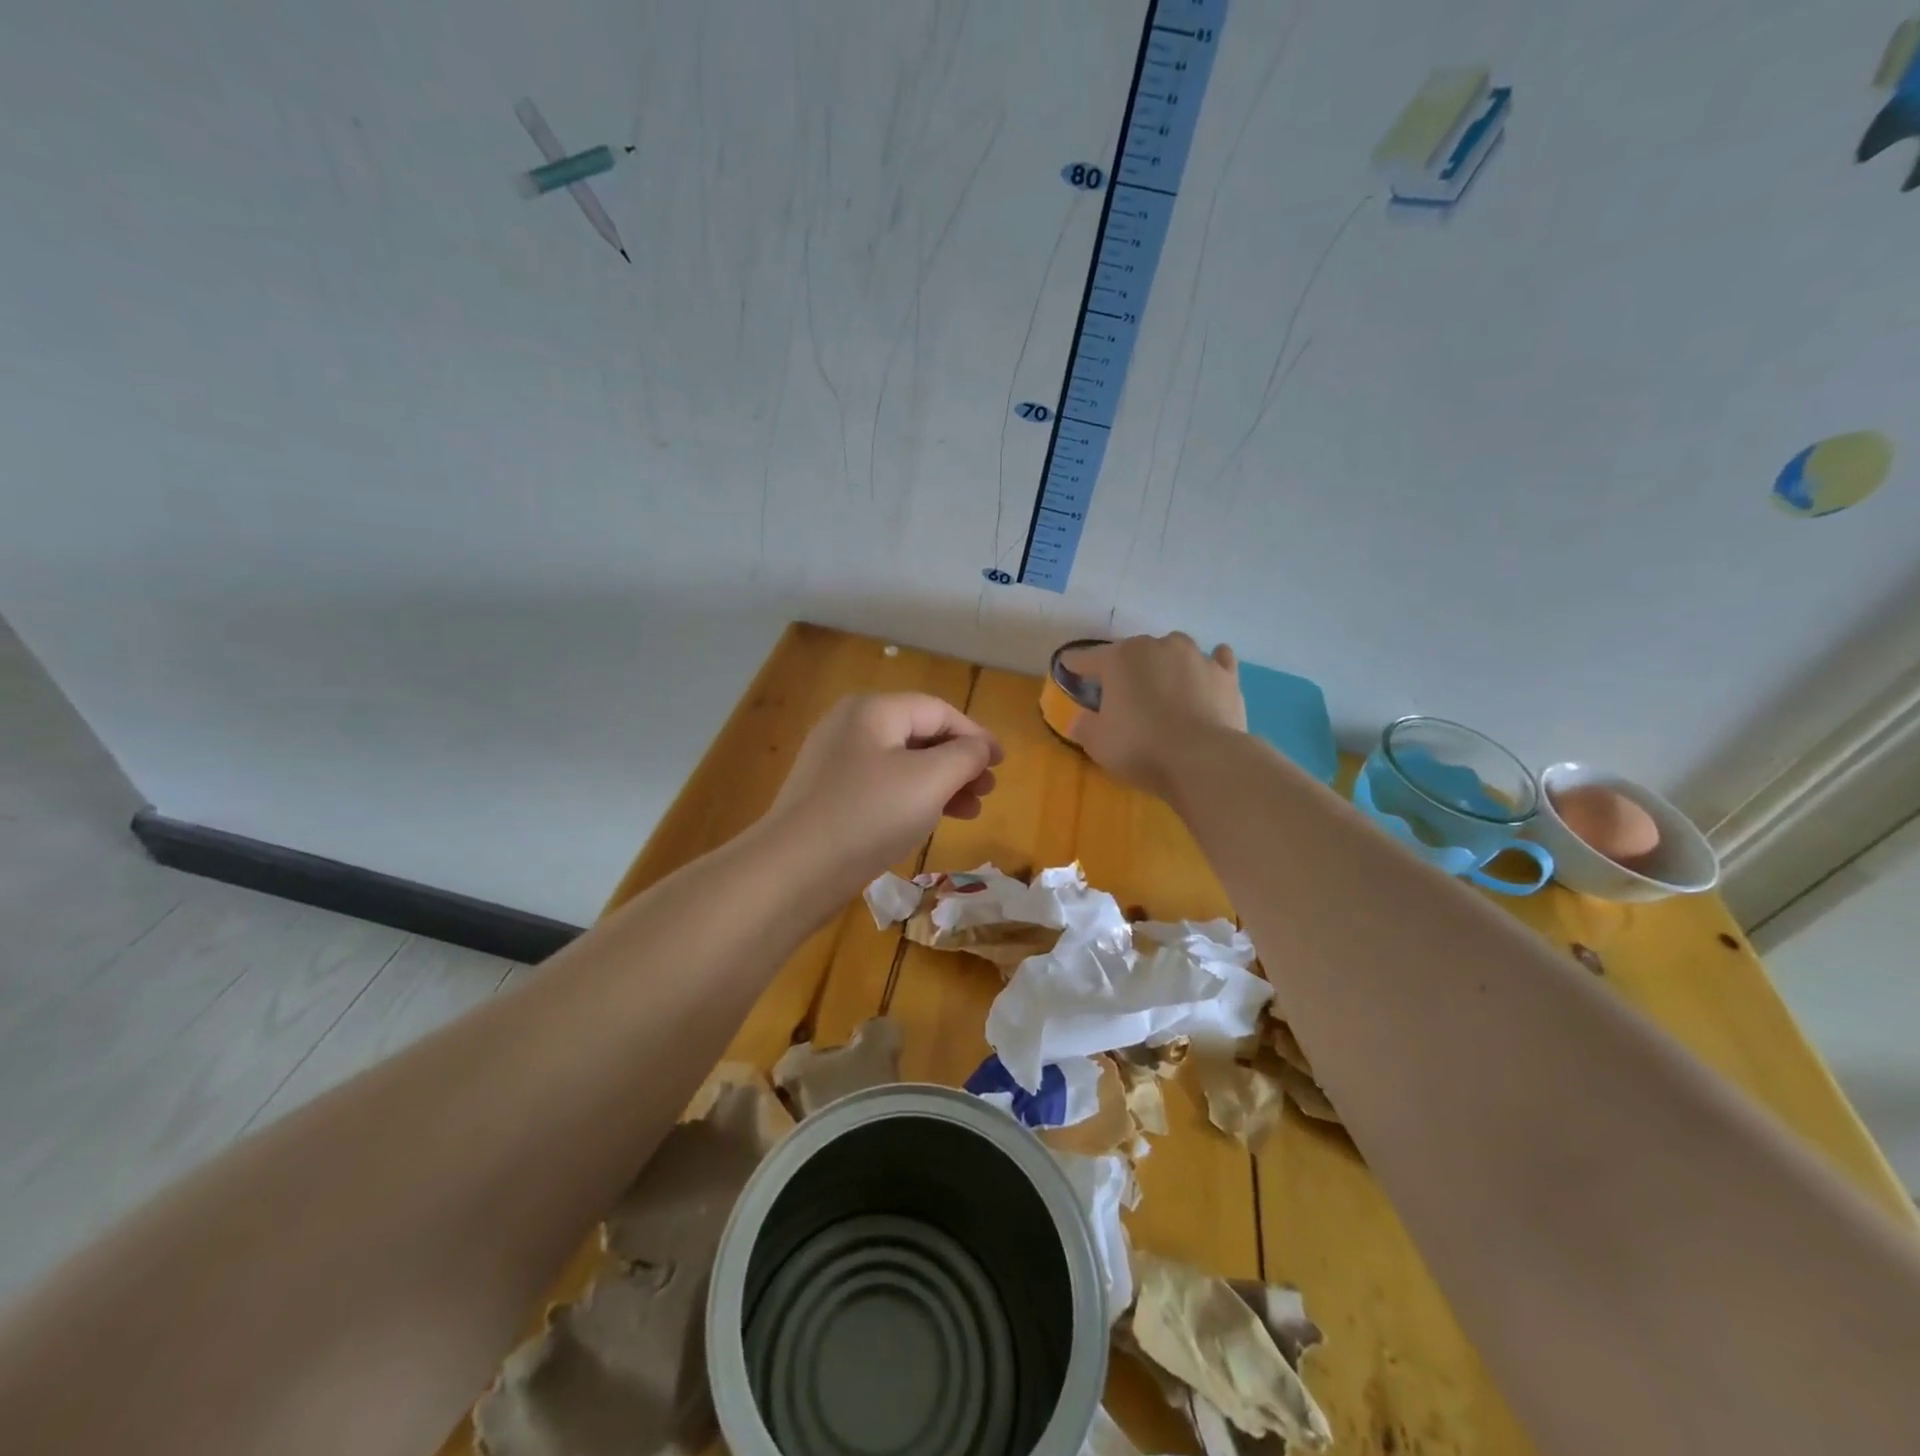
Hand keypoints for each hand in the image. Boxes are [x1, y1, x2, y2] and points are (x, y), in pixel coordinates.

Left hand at [759, 693, 1001, 898]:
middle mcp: (850, 727)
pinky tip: (928, 821)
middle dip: (959, 762)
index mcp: (873, 711)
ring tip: (968, 812)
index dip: (975, 735)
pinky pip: (881, 786)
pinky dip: (912, 798)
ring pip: (902, 764)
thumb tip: (978, 747)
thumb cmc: (868, 815)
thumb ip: (964, 756)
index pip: (938, 711)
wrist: (793, 871)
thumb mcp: (929, 780)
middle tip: (986, 792)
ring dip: (940, 783)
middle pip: (919, 734)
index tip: (1001, 764)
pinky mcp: (828, 796)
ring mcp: (834, 762)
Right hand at [1059, 633, 1244, 797]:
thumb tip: (1080, 718)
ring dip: (1165, 665)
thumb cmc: (1141, 747)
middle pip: (1132, 652)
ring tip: (1164, 688)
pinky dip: (1209, 665)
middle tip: (1121, 696)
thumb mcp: (1097, 743)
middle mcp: (1157, 646)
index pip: (1086, 657)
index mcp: (1119, 658)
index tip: (1068, 672)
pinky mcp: (1226, 674)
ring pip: (1173, 651)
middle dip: (1124, 669)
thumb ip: (1084, 725)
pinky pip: (1216, 659)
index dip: (1074, 666)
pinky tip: (1206, 674)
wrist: (1204, 760)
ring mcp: (1195, 656)